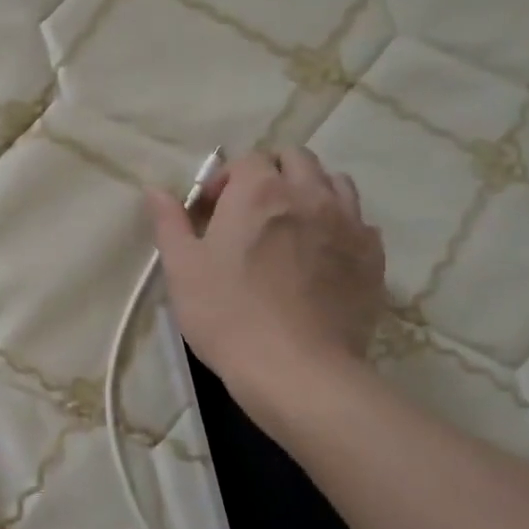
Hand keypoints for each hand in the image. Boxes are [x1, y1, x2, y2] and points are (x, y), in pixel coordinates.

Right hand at [146, 148, 385, 392]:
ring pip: (335, 183)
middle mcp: (310, 195)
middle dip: (271, 173)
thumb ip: (170, 222)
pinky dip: (339, 225)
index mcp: (260, 191)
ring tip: (290, 226)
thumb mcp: (182, 268)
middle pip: (296, 159)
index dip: (226, 179)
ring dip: (310, 190)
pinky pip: (360, 222)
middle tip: (249, 212)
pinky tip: (322, 254)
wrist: (296, 369)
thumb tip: (155, 190)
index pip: (248, 159)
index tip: (210, 212)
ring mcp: (349, 224)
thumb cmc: (227, 314)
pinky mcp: (373, 257)